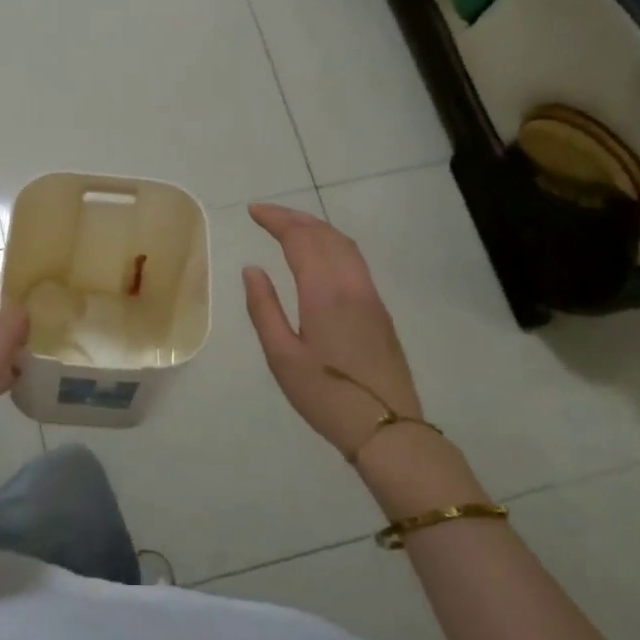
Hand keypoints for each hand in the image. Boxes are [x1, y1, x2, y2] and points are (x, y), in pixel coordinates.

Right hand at [242, 202, 427, 459]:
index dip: (277, 220)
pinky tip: (321, 255)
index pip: (300, 239)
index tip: (253, 211)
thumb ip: (264, 308)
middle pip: (325, 235)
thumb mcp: (282, 357)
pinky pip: (355, 260)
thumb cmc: (326, 396)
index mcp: (324, 292)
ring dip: (316, 228)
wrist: (388, 428)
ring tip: (290, 227)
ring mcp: (370, 296)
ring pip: (344, 245)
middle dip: (295, 218)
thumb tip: (252, 269)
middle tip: (266, 214)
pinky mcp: (380, 310)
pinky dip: (332, 244)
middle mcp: (351, 285)